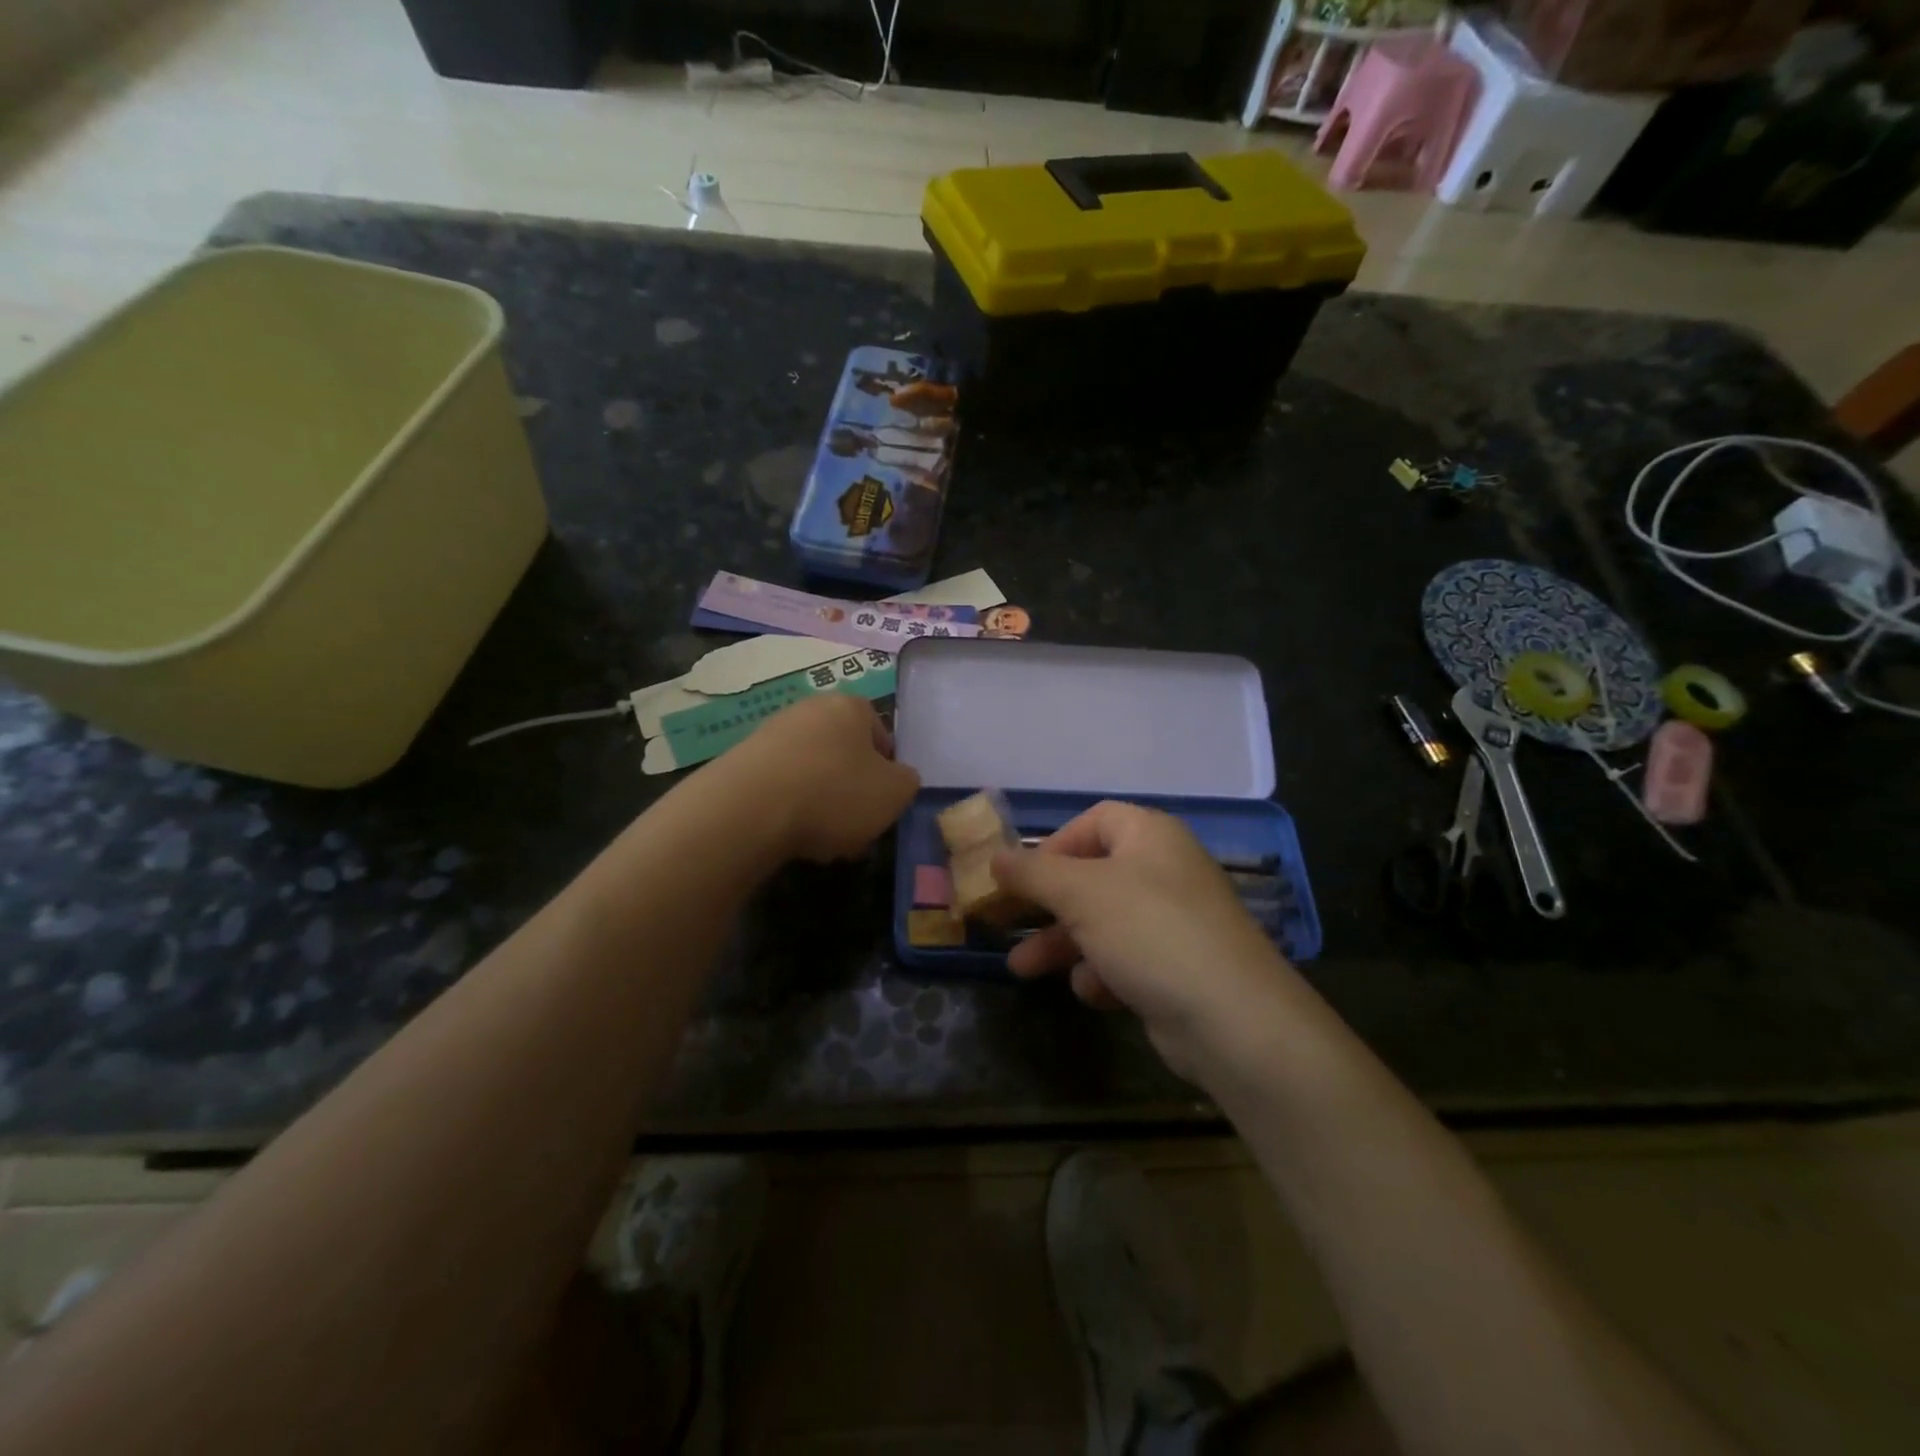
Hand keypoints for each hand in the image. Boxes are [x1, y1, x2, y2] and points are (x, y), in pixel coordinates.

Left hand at [724, 695, 919, 862]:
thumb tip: (897, 779)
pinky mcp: (743, 760)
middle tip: (855, 825)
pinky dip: (790, 807)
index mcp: (851, 706)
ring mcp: (772, 732)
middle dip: (852, 788)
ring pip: (813, 771)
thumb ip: (907, 782)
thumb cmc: (835, 793)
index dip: (887, 772)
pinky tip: (789, 835)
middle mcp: (810, 708)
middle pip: (844, 753)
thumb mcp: (895, 793)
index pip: (881, 735)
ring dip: (821, 801)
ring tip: (822, 839)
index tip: (883, 803)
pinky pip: (781, 785)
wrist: (748, 809)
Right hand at [992, 801, 1293, 1080]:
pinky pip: (1129, 958)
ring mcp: (1175, 921)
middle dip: (1047, 905)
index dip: (1053, 845)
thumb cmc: (1149, 932)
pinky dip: (1105, 973)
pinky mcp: (1179, 966)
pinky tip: (1096, 992)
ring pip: (1104, 923)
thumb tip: (996, 857)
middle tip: (1005, 925)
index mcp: (1150, 836)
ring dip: (1064, 944)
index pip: (1094, 821)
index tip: (1021, 876)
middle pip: (1092, 877)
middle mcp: (1165, 870)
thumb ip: (1032, 872)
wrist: (1232, 1018)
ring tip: (1024, 970)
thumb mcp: (1080, 893)